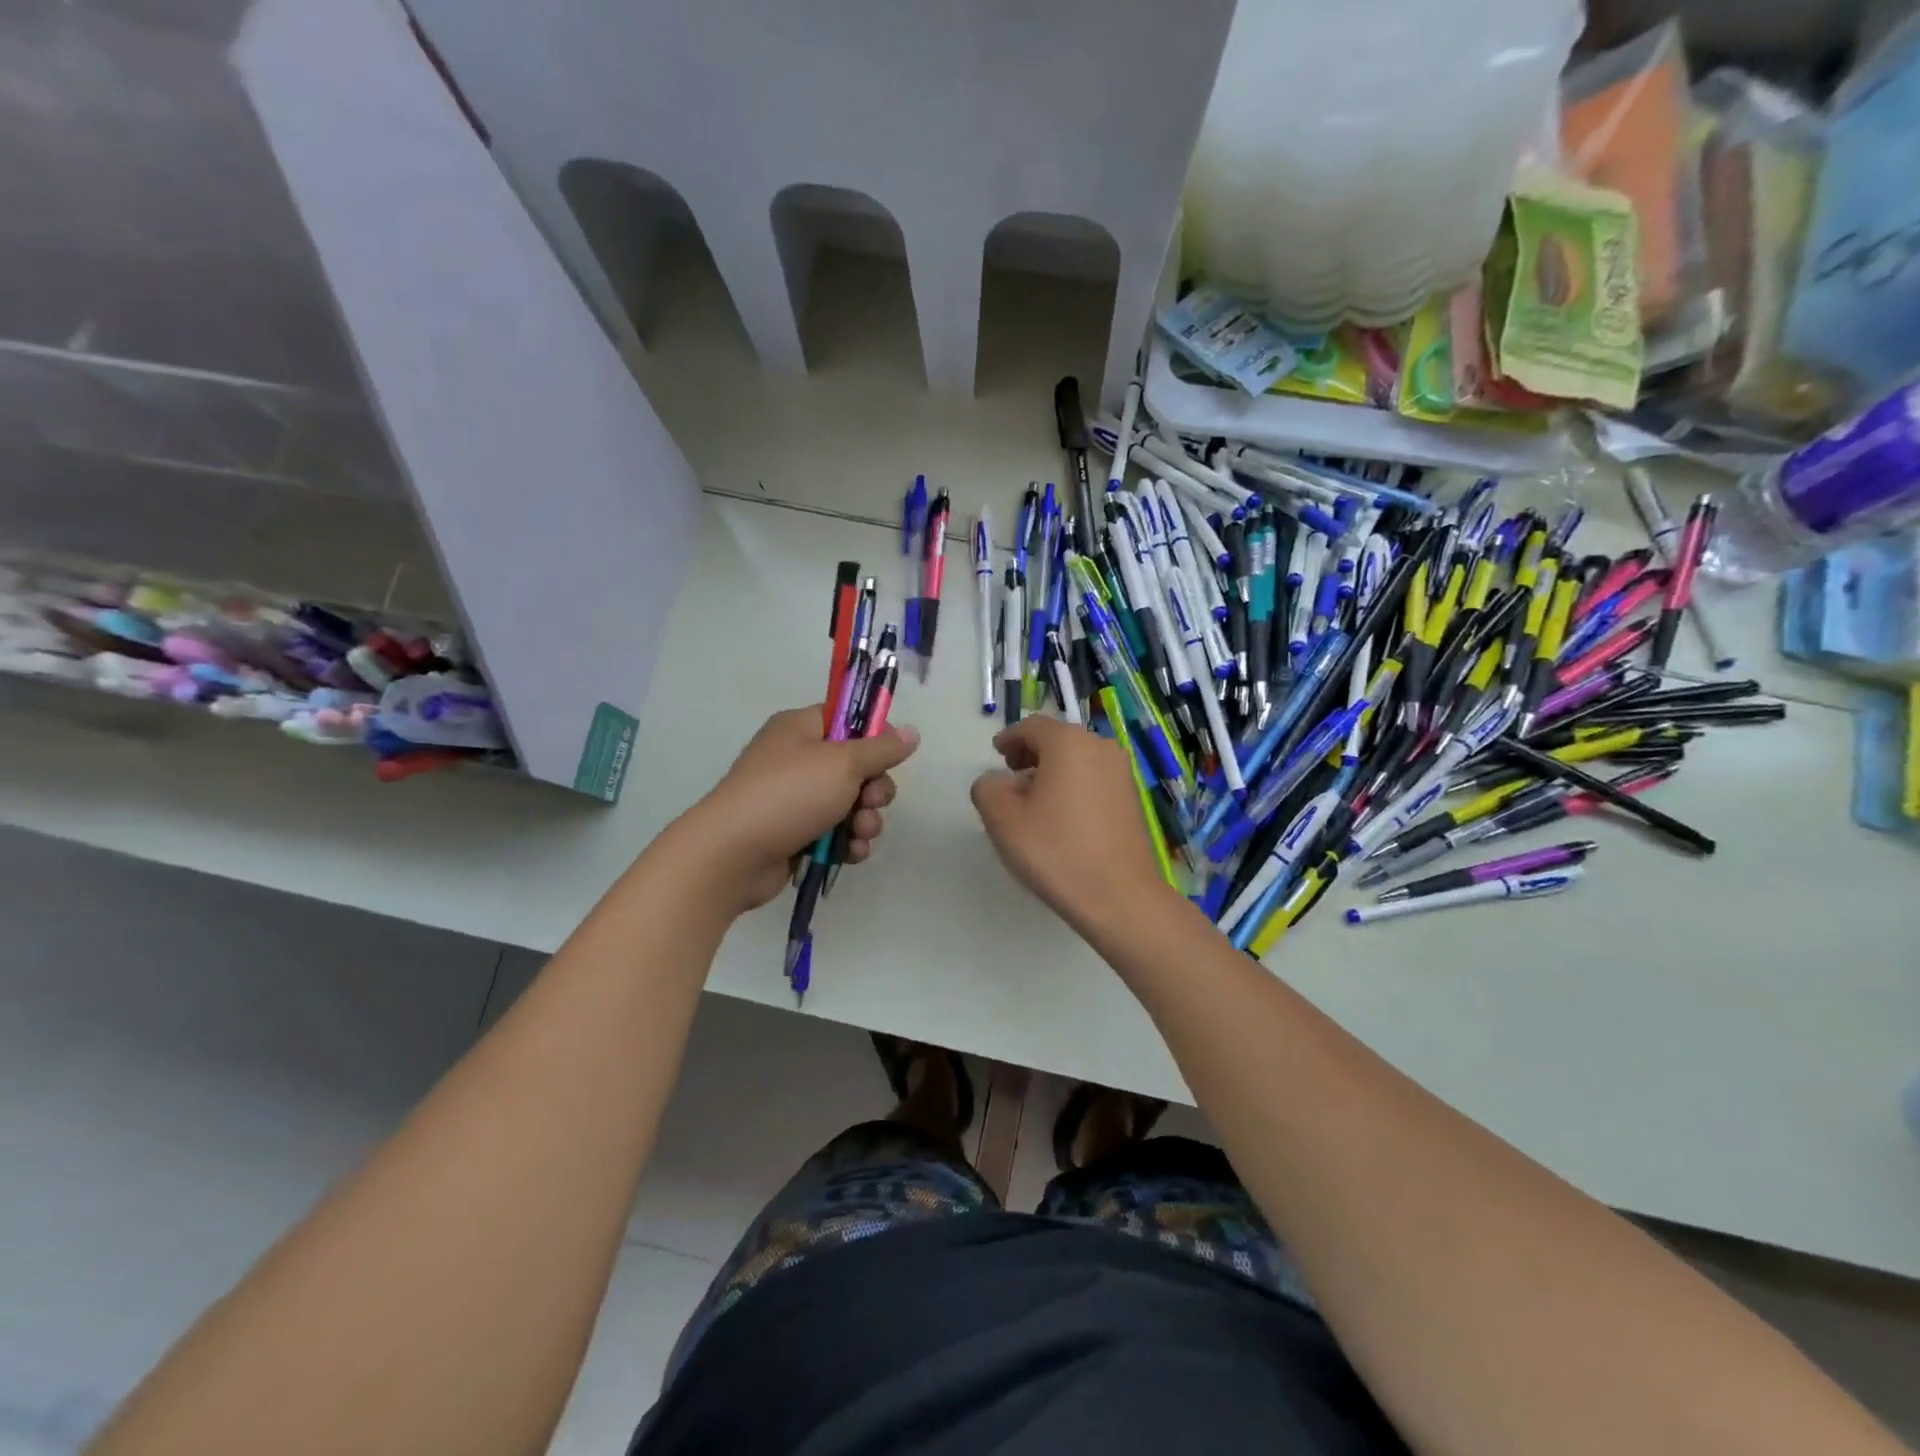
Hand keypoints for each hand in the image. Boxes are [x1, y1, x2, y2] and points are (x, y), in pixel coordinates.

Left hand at [676, 706, 918, 914]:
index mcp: (801, 729)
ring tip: (860, 833)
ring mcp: (796, 799)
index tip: (893, 755)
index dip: (876, 735)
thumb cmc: (788, 794)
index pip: (848, 719)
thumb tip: (912, 732)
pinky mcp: (797, 834)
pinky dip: (849, 842)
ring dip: (866, 820)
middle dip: (874, 788)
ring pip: (851, 804)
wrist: (733, 855)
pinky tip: (851, 853)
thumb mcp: (842, 763)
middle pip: (857, 766)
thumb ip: (881, 749)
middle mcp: (798, 759)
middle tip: (871, 801)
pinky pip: (837, 832)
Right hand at [970, 716, 1173, 937]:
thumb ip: (987, 788)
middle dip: (1031, 753)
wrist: (1119, 896)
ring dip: (1052, 770)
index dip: (1010, 738)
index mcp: (1068, 742)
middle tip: (1011, 776)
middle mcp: (1100, 747)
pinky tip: (1061, 816)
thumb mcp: (1003, 819)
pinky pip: (1094, 778)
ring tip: (1033, 800)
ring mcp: (1121, 772)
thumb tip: (996, 781)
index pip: (1032, 726)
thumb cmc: (1055, 851)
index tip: (996, 754)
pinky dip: (1073, 785)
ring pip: (1077, 759)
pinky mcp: (1131, 798)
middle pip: (1057, 740)